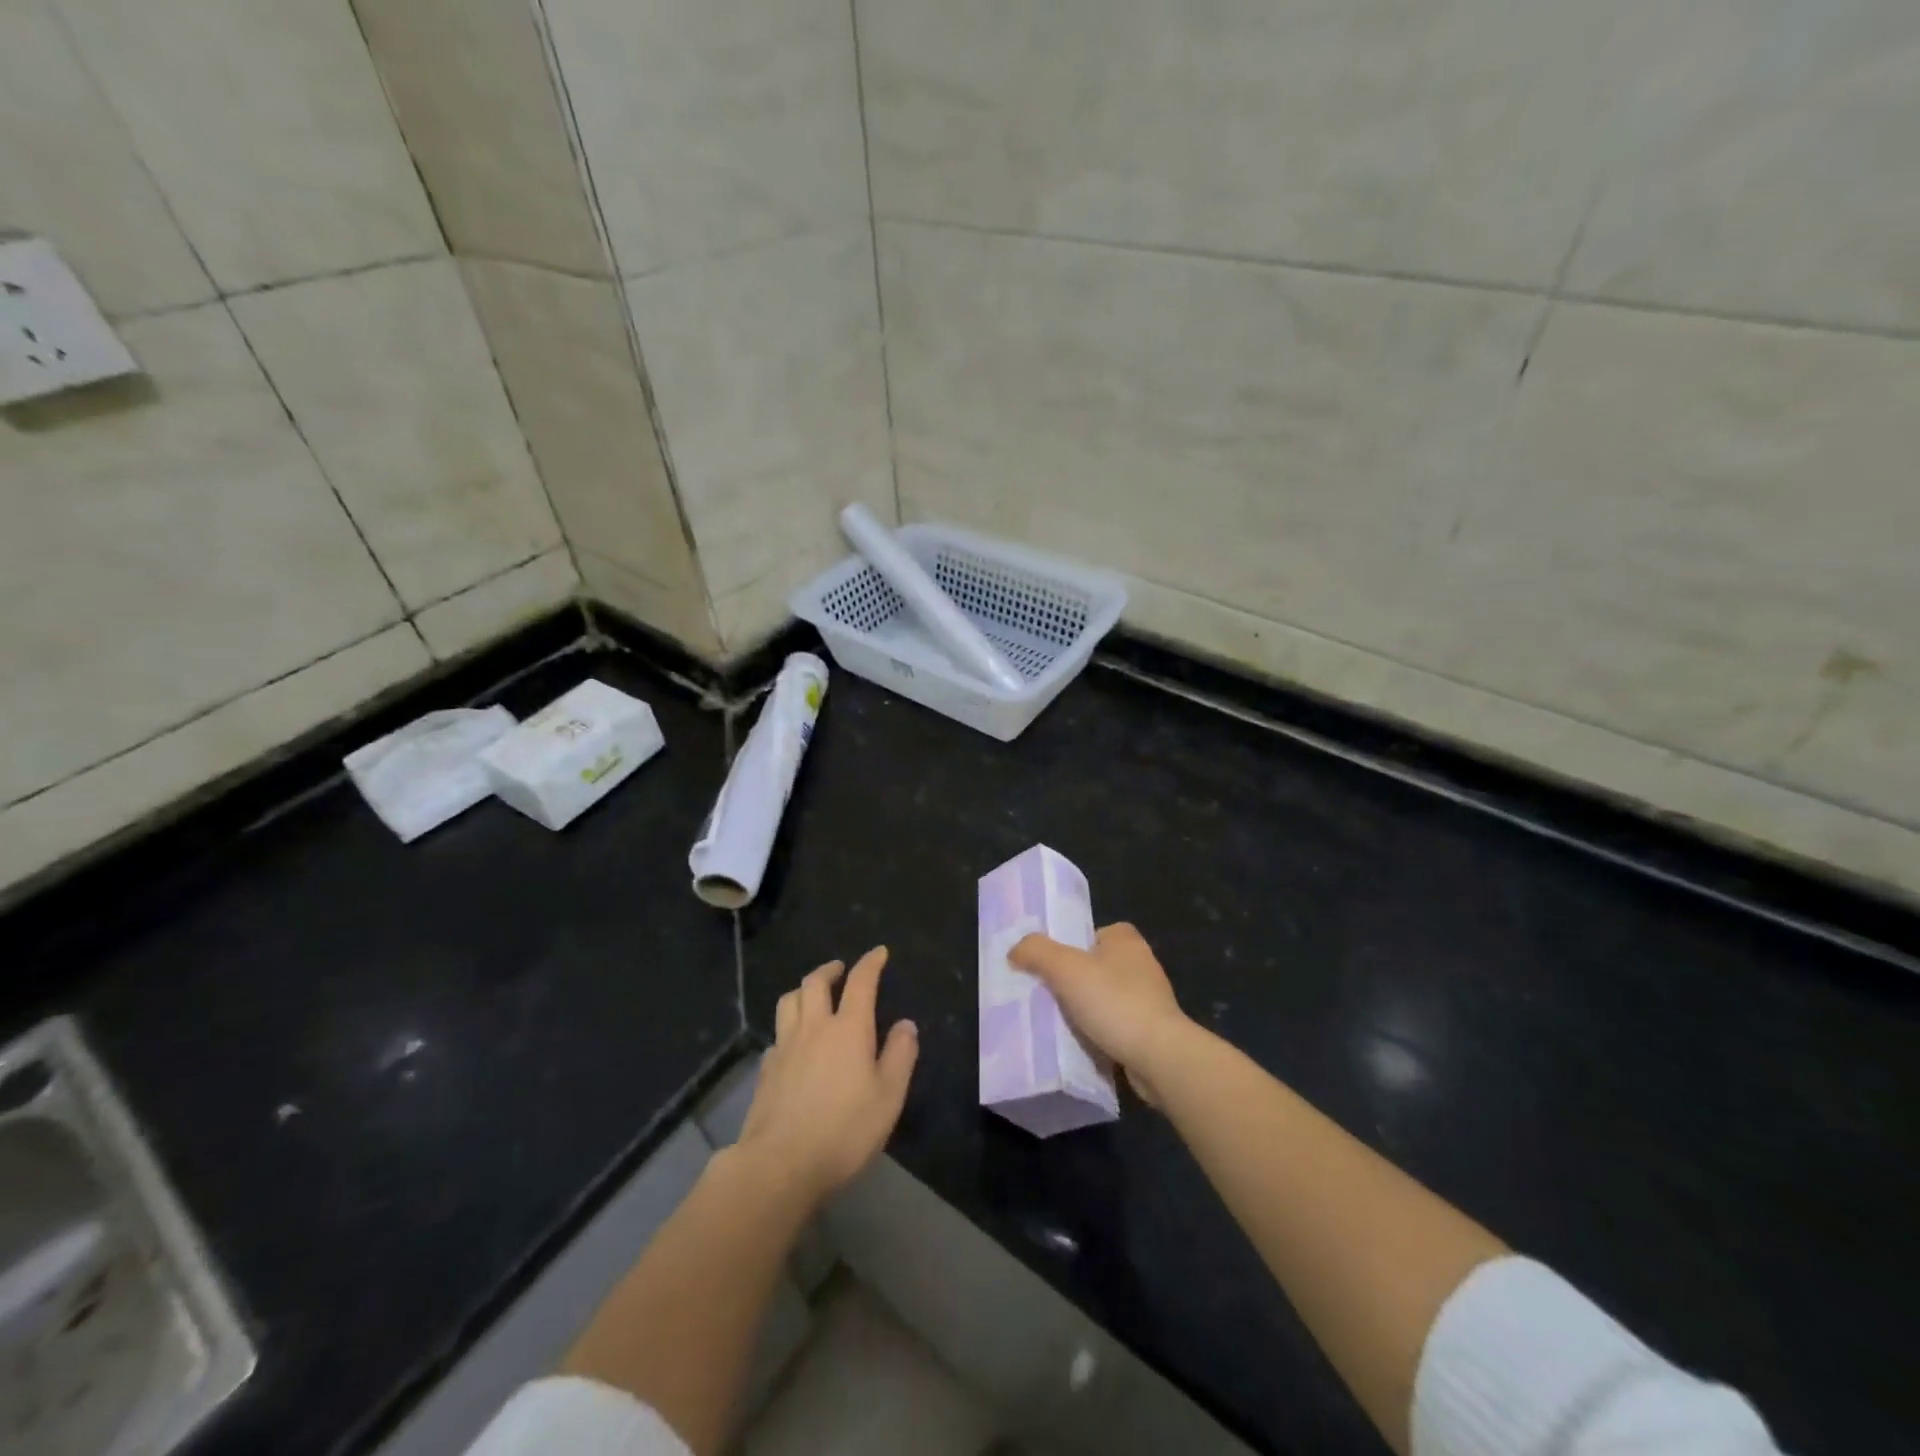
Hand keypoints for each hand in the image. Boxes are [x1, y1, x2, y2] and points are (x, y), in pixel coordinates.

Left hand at [736, 946, 918, 1208]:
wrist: (780, 1163)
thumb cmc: (844, 1129)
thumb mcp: (888, 1096)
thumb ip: (900, 1055)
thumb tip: (906, 1024)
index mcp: (848, 1028)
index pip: (860, 982)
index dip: (870, 963)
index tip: (879, 953)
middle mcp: (814, 1027)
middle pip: (815, 982)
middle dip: (830, 969)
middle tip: (840, 969)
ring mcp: (784, 1046)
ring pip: (789, 1001)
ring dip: (803, 990)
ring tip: (812, 994)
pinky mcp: (765, 1070)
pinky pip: (777, 1034)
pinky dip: (788, 1028)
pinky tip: (793, 1043)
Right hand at [1010, 922, 1188, 1103]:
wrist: (1159, 1057)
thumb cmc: (1114, 1002)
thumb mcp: (1065, 968)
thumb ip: (1036, 951)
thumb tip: (1015, 951)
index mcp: (1126, 939)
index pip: (1089, 934)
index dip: (1067, 948)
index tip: (1049, 969)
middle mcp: (1142, 963)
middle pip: (1094, 967)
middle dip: (1073, 982)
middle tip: (1046, 997)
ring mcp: (1150, 998)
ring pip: (1104, 998)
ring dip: (1086, 1010)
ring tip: (1060, 1024)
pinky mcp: (1153, 1030)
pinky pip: (1116, 1025)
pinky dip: (1100, 1033)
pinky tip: (1083, 1044)